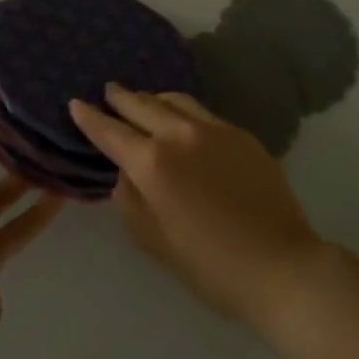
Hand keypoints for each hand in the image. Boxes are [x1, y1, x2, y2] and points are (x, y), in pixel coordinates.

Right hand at [70, 84, 324, 326]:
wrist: (281, 266)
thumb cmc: (210, 266)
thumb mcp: (154, 241)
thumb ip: (130, 201)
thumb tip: (126, 175)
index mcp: (153, 163)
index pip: (111, 131)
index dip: (89, 117)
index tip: (76, 103)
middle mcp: (180, 134)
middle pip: (142, 104)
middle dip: (120, 98)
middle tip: (108, 91)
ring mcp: (214, 129)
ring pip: (174, 100)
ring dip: (152, 98)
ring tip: (144, 101)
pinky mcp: (241, 134)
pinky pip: (202, 113)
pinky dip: (182, 110)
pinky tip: (183, 120)